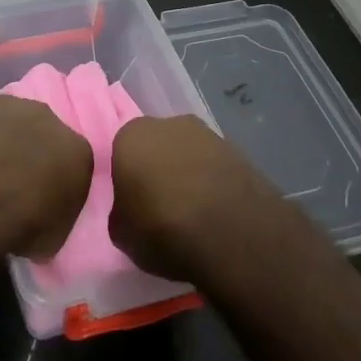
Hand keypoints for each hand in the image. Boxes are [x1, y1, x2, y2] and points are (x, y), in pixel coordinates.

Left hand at [0, 47, 91, 258]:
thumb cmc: (24, 222)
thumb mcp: (57, 233)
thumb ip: (56, 210)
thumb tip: (47, 209)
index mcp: (74, 147)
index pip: (70, 160)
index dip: (52, 181)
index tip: (38, 201)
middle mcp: (43, 115)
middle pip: (35, 130)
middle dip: (24, 151)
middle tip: (5, 182)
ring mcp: (0, 103)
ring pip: (1, 110)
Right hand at [110, 114, 277, 279]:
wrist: (233, 236)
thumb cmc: (163, 229)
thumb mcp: (121, 234)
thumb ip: (121, 213)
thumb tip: (130, 212)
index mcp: (131, 136)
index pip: (120, 153)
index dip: (127, 180)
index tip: (134, 205)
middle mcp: (168, 125)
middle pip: (156, 147)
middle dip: (158, 170)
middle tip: (161, 207)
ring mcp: (208, 135)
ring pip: (188, 155)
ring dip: (188, 175)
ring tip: (193, 214)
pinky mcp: (239, 151)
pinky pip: (215, 168)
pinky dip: (213, 184)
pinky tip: (217, 213)